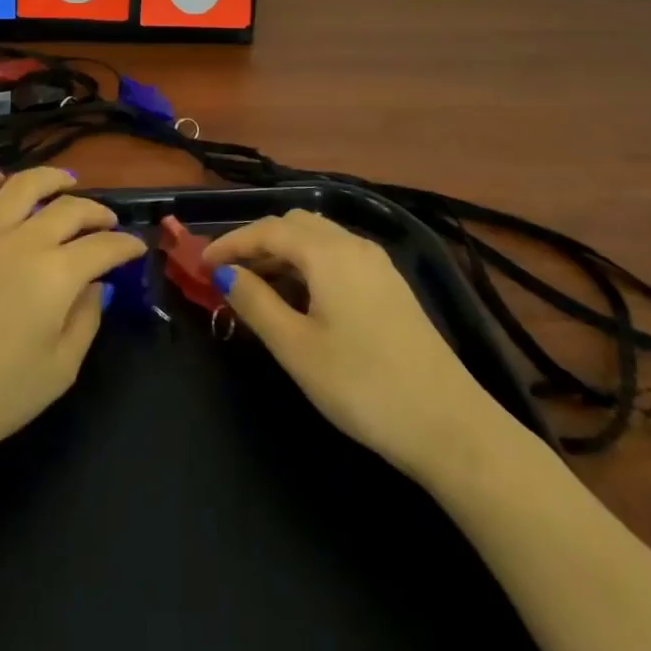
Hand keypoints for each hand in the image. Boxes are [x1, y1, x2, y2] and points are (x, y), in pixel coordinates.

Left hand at [0, 165, 144, 476]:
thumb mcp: (59, 372)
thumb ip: (86, 321)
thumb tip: (96, 286)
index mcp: (56, 275)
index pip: (104, 247)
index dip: (126, 244)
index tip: (136, 247)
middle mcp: (22, 242)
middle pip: (70, 209)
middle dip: (97, 212)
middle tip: (107, 222)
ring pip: (22, 186)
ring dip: (50, 178)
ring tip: (65, 181)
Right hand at [206, 209, 519, 480]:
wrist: (450, 425)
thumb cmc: (362, 386)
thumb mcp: (296, 348)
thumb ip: (256, 303)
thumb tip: (225, 274)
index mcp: (327, 252)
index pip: (267, 230)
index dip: (230, 242)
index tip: (200, 263)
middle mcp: (353, 244)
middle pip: (294, 225)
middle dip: (256, 242)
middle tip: (228, 274)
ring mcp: (377, 264)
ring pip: (318, 239)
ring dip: (283, 253)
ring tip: (257, 288)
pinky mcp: (391, 286)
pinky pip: (338, 256)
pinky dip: (309, 265)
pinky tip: (301, 299)